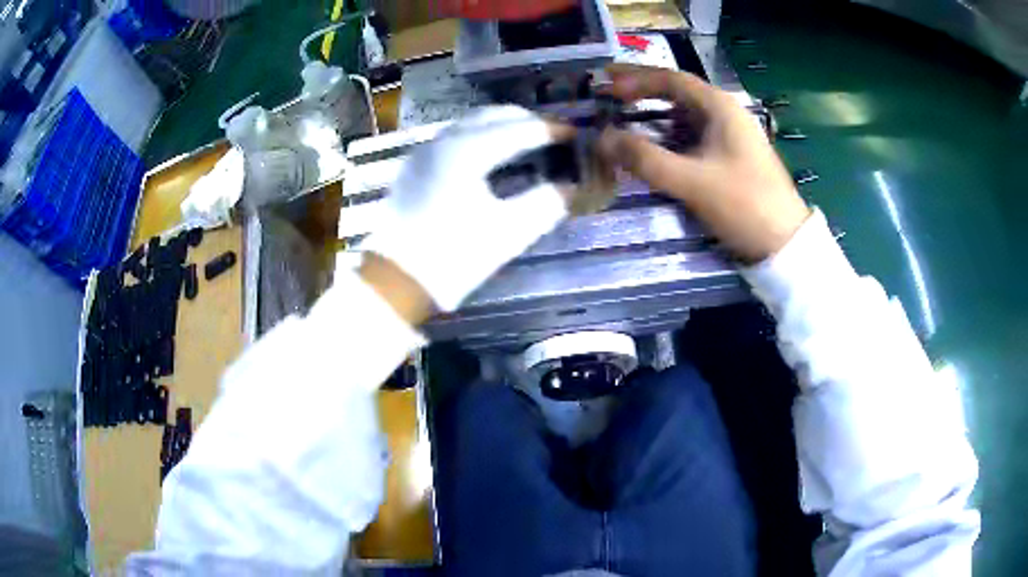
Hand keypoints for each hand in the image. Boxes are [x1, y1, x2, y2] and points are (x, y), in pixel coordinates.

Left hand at [362, 106, 572, 312]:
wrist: (396, 280)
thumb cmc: (453, 257)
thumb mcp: (507, 233)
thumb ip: (545, 205)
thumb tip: (570, 188)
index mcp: (468, 151)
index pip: (520, 129)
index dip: (551, 130)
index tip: (575, 134)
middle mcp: (445, 140)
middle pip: (494, 115)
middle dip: (527, 121)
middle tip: (554, 135)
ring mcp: (426, 150)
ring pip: (472, 122)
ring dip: (503, 125)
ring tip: (528, 140)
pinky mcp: (416, 165)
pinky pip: (456, 136)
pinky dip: (481, 136)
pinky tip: (492, 155)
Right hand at [599, 64, 810, 262]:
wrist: (784, 242)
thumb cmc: (743, 204)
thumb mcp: (691, 181)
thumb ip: (645, 159)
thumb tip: (602, 140)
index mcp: (719, 106)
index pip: (671, 79)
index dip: (635, 80)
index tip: (605, 87)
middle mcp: (724, 112)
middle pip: (676, 92)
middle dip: (641, 91)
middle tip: (607, 94)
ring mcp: (729, 134)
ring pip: (683, 115)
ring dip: (653, 114)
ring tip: (622, 118)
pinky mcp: (729, 155)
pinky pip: (691, 136)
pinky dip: (667, 136)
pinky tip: (652, 146)